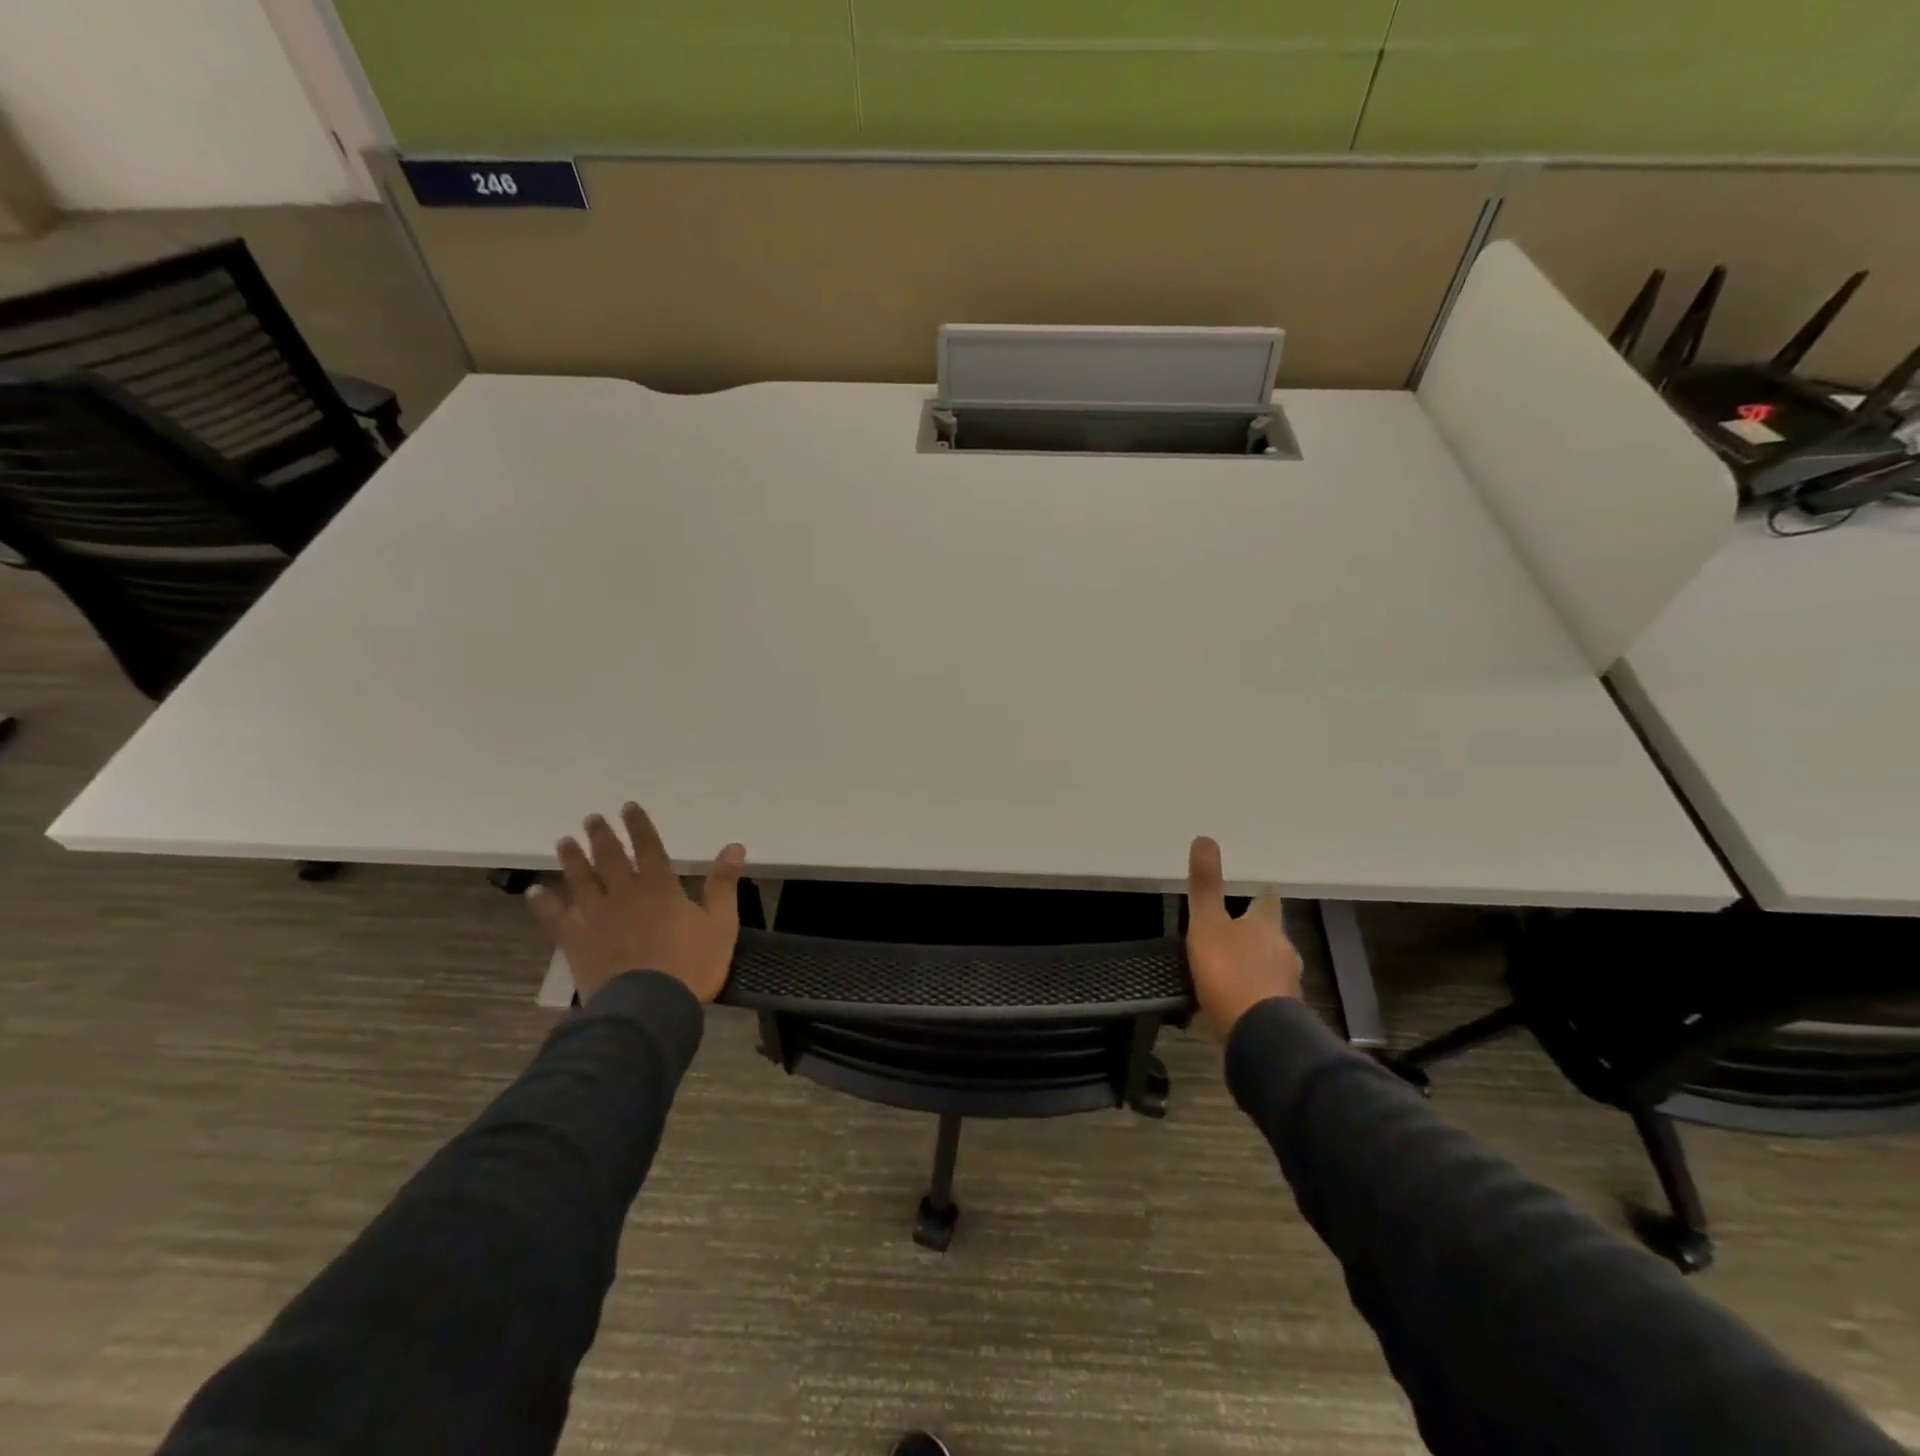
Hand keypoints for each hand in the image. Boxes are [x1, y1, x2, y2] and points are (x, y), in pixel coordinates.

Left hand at [526, 802, 745, 1004]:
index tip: (629, 807)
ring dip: (572, 859)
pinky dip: (543, 903)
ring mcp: (596, 917)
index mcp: (660, 887)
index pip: (648, 847)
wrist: (648, 1006)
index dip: (640, 826)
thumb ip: (723, 884)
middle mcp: (624, 894)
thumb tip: (734, 846)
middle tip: (591, 818)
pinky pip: (555, 917)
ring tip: (563, 842)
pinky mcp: (576, 941)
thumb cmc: (691, 965)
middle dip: (602, 836)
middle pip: (609, 858)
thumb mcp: (721, 924)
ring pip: (580, 880)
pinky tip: (534, 891)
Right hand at [1185, 836, 1302, 1039]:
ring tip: (1228, 969)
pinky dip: (1251, 997)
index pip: (1267, 903)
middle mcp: (1282, 953)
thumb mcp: (1207, 924)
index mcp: (1266, 927)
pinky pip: (1264, 1000)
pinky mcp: (1280, 1019)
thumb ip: (1205, 885)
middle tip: (1232, 932)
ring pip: (1269, 968)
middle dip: (1255, 935)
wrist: (1259, 1038)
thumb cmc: (1231, 972)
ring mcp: (1285, 988)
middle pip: (1270, 937)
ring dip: (1253, 967)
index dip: (1259, 897)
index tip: (1255, 892)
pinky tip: (1233, 1003)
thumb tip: (1205, 838)